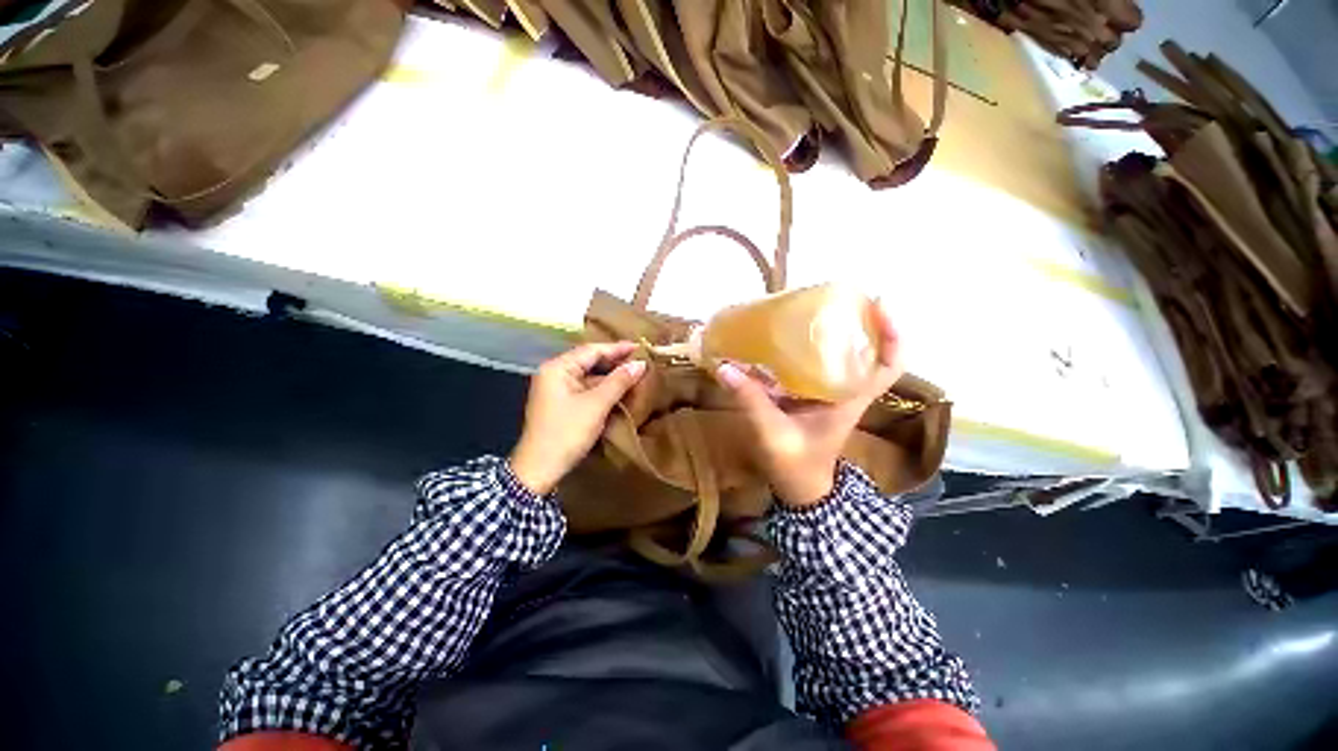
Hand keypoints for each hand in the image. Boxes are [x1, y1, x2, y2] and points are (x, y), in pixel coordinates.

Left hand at [509, 342, 645, 494]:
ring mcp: (557, 390)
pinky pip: (585, 389)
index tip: (640, 347)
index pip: (591, 350)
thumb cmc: (567, 432)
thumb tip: (640, 364)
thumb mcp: (596, 405)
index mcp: (558, 368)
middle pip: (589, 361)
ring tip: (635, 373)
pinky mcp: (561, 404)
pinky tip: (619, 390)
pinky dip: (602, 388)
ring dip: (610, 376)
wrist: (540, 469)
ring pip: (588, 376)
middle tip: (640, 360)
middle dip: (615, 361)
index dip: (617, 348)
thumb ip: (619, 381)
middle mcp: (555, 374)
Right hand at [715, 302, 902, 507]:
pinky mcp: (813, 394)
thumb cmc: (795, 465)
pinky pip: (817, 365)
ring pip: (843, 356)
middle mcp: (846, 391)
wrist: (799, 487)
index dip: (893, 335)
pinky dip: (807, 349)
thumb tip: (724, 367)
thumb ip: (750, 400)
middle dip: (860, 322)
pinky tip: (786, 337)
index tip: (878, 303)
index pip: (889, 366)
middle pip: (868, 351)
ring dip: (835, 333)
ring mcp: (830, 392)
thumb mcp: (772, 433)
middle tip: (835, 297)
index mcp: (850, 400)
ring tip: (811, 309)